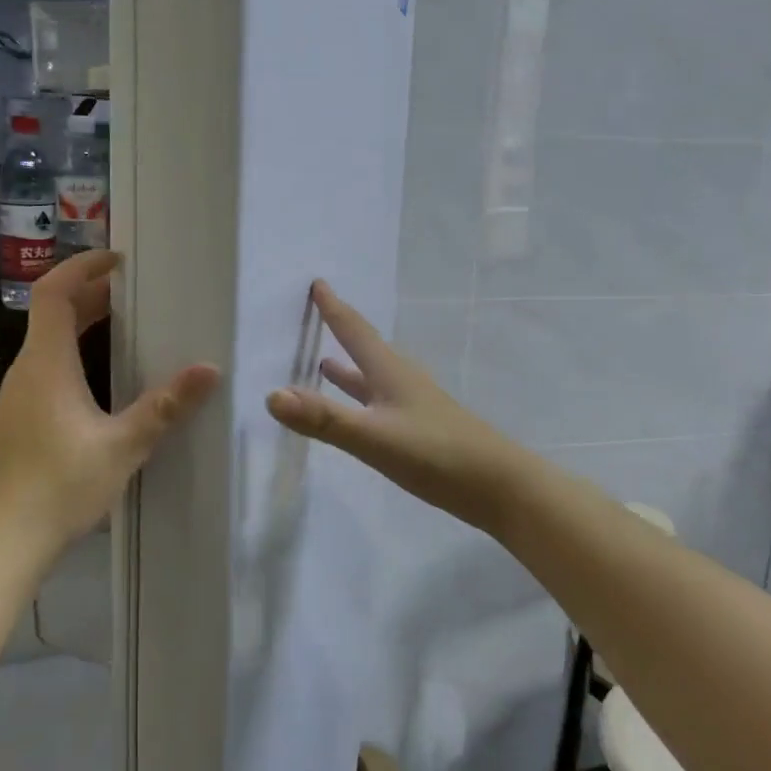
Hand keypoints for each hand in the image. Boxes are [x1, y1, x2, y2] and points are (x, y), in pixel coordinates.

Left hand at [0, 251, 218, 557]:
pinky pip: (48, 368)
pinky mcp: (20, 419)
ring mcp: (19, 396)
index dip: (82, 267)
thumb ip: (165, 406)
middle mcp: (27, 371)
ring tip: (126, 327)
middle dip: (92, 295)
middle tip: (134, 292)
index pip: (53, 293)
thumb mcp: (123, 446)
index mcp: (47, 364)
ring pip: (49, 343)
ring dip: (83, 325)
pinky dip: (76, 354)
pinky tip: (104, 381)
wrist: (3, 542)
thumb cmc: (60, 485)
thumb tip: (209, 370)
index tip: (118, 260)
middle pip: (52, 314)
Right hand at [265, 281, 524, 534]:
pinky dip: (361, 398)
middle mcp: (401, 381)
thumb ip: (324, 418)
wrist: (499, 487)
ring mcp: (413, 406)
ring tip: (324, 362)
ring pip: (373, 377)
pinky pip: (380, 403)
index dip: (334, 308)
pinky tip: (360, 411)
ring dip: (349, 368)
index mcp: (390, 372)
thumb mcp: (374, 437)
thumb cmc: (437, 453)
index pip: (355, 331)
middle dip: (340, 331)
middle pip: (365, 348)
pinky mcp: (420, 430)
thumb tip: (271, 395)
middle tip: (317, 315)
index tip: (317, 283)